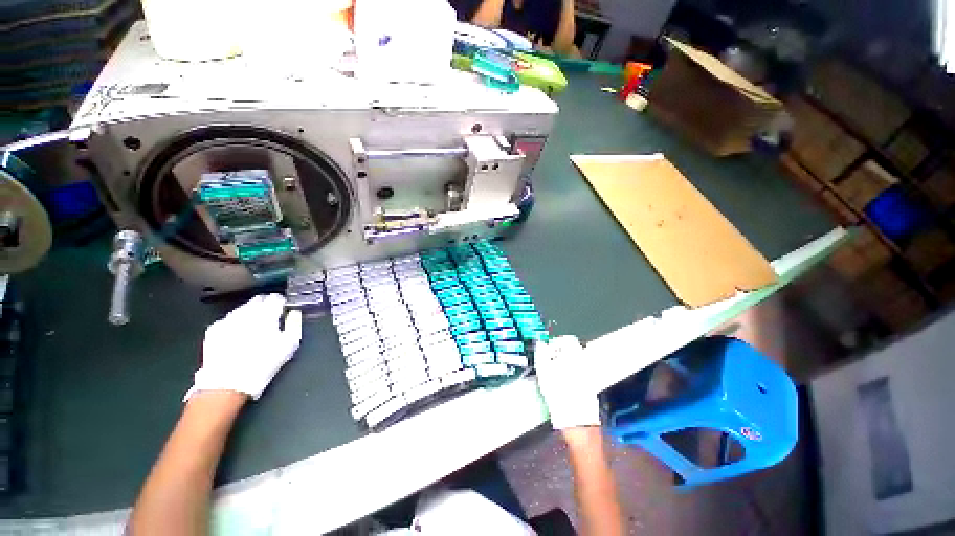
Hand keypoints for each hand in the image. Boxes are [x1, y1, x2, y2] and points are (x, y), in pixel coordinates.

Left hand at [185, 294, 302, 400]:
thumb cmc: (264, 364)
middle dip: (266, 305)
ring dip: (251, 313)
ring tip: (255, 328)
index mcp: (266, 314)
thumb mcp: (289, 345)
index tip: (284, 310)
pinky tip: (239, 335)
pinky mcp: (214, 329)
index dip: (282, 303)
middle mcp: (246, 312)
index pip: (276, 298)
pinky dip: (236, 323)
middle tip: (271, 318)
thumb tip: (295, 312)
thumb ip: (295, 323)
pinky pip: (229, 319)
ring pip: (243, 308)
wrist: (227, 384)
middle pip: (258, 300)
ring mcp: (227, 320)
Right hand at [534, 335, 600, 429]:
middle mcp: (585, 363)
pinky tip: (560, 384)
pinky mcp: (590, 386)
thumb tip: (540, 344)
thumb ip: (541, 354)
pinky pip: (578, 373)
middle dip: (558, 353)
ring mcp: (589, 375)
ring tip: (552, 374)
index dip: (555, 342)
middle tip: (548, 362)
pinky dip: (569, 374)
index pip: (567, 339)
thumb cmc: (561, 397)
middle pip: (571, 349)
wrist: (578, 423)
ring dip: (563, 364)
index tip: (547, 350)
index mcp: (575, 356)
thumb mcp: (544, 372)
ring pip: (574, 361)